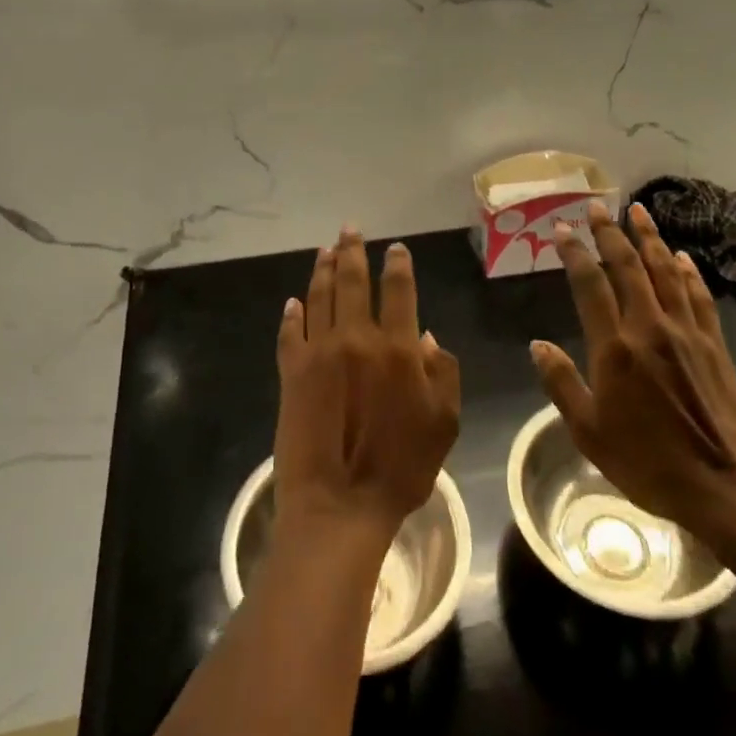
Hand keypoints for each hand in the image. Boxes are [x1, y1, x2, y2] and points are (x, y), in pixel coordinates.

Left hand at [274, 229, 460, 542]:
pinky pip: (291, 332)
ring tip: (325, 250)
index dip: (397, 264)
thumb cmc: (401, 468)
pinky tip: (294, 301)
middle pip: (352, 281)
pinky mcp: (291, 372)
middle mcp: (356, 337)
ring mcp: (319, 352)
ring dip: (322, 269)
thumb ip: (442, 373)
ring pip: (320, 296)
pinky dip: (293, 313)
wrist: (339, 505)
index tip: (395, 248)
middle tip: (349, 229)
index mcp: (397, 348)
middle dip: (352, 250)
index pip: (398, 290)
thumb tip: (425, 336)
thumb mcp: (444, 423)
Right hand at [533, 201, 735, 568]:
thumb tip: (538, 345)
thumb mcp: (590, 433)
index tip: (561, 230)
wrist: (728, 489)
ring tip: (639, 210)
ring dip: (650, 238)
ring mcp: (686, 332)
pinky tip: (682, 257)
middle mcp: (650, 327)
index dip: (574, 253)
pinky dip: (688, 271)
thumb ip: (562, 384)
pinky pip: (698, 295)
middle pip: (628, 266)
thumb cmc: (650, 464)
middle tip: (597, 206)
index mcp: (616, 348)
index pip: (590, 285)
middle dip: (610, 232)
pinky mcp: (714, 344)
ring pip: (665, 271)